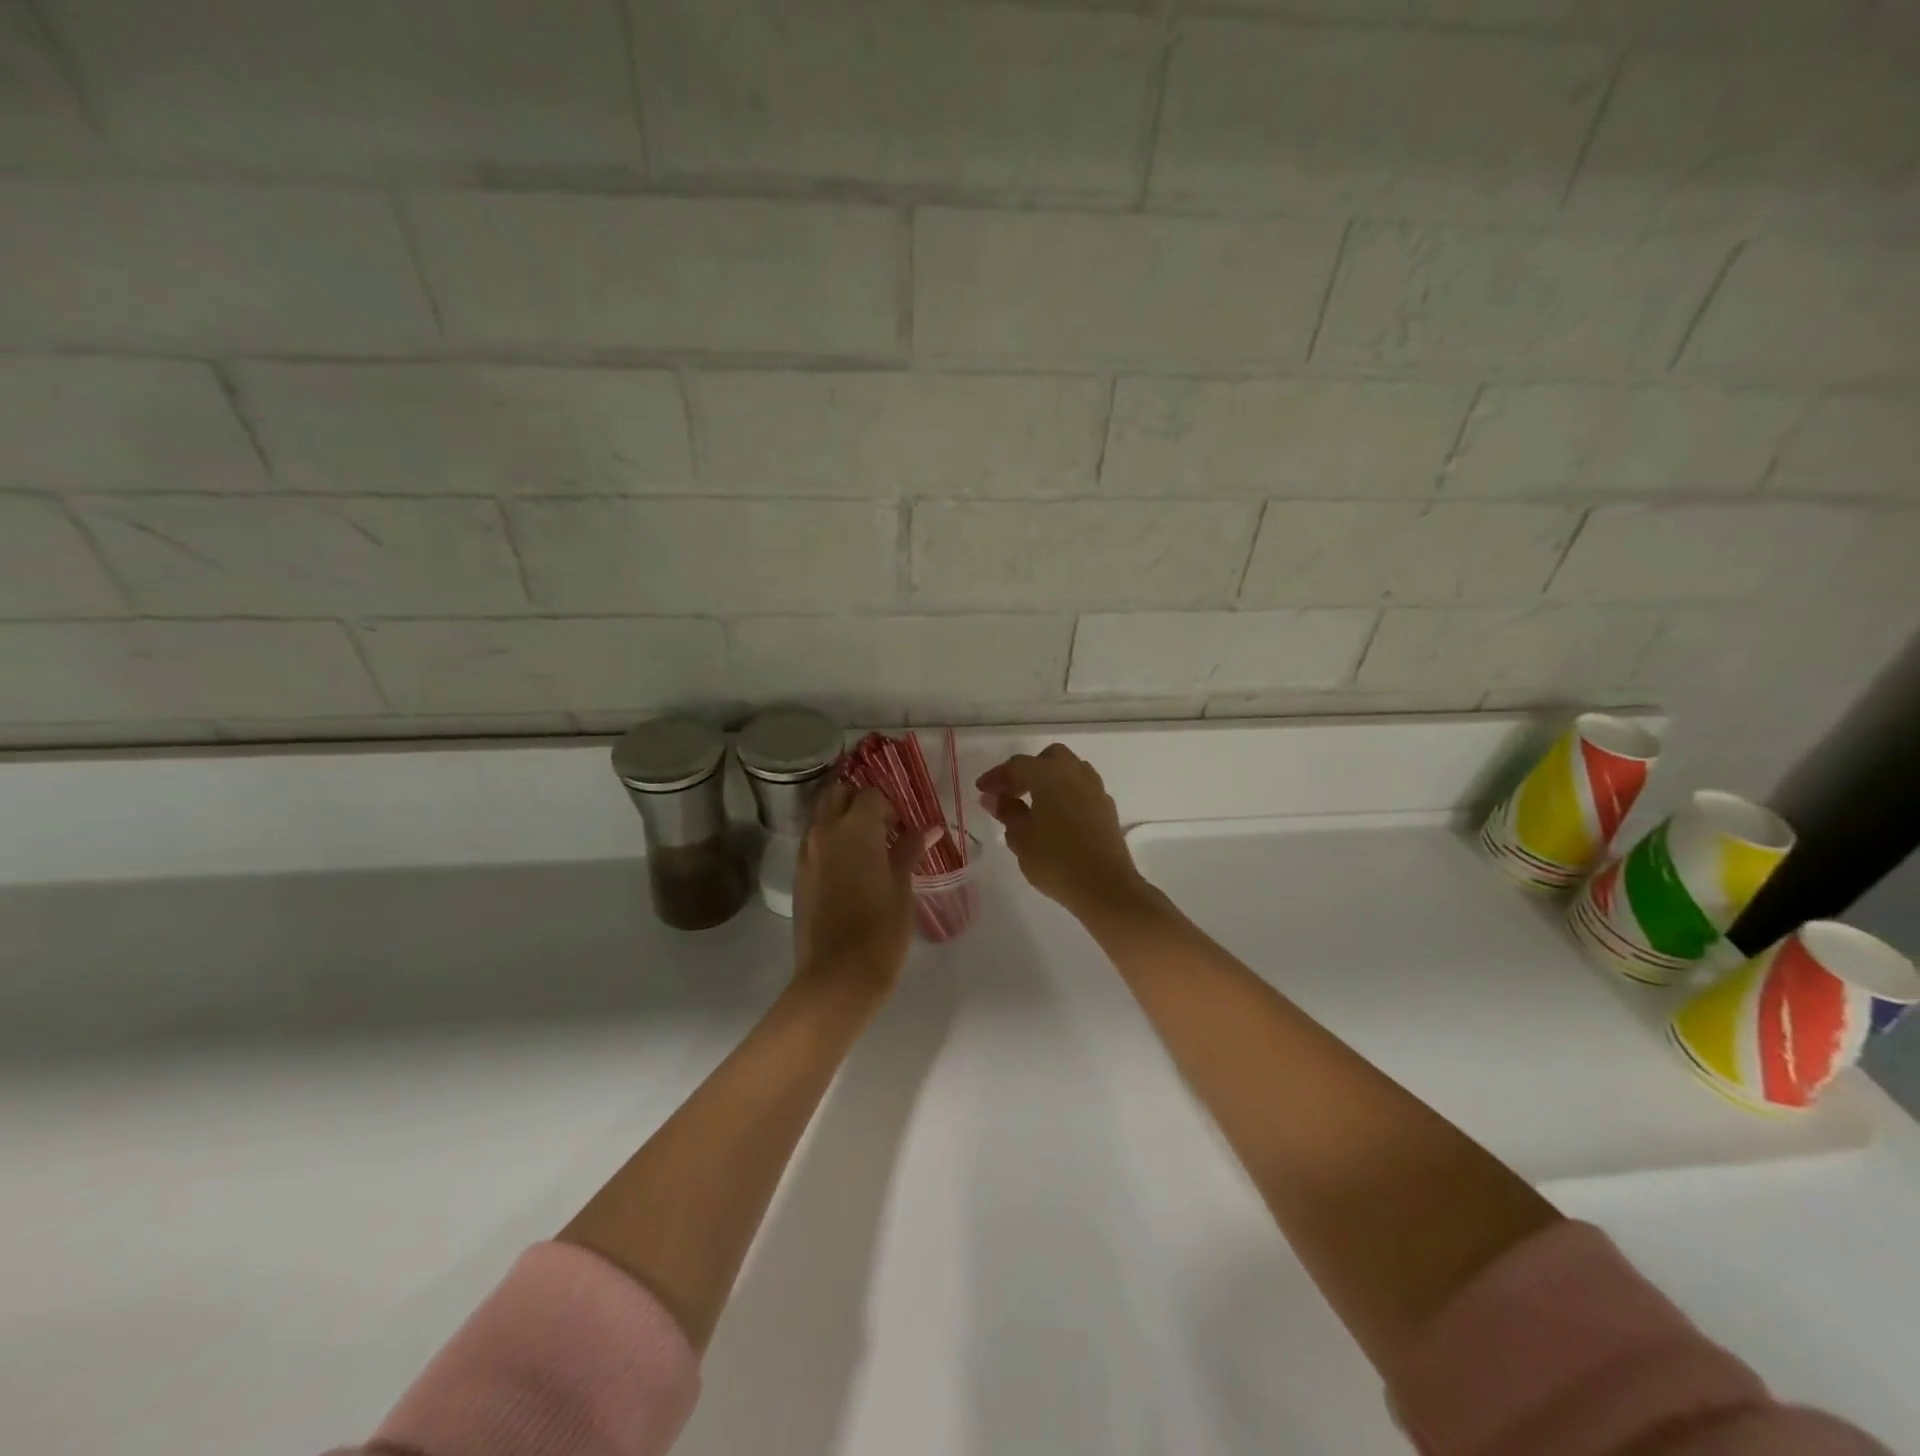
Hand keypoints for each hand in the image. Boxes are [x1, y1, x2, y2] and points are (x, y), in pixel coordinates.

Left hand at [792, 783, 927, 999]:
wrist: (837, 976)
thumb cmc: (881, 930)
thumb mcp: (902, 888)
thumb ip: (910, 851)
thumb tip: (929, 829)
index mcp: (856, 828)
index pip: (869, 793)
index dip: (888, 805)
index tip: (902, 826)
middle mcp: (825, 832)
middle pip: (836, 794)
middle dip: (857, 801)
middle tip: (880, 826)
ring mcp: (807, 854)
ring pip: (820, 817)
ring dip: (840, 820)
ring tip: (866, 848)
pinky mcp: (798, 876)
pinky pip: (813, 843)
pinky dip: (829, 842)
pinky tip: (849, 869)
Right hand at [976, 745, 1152, 921]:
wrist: (1105, 887)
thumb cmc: (1056, 860)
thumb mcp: (1021, 838)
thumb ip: (1007, 812)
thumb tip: (995, 798)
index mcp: (1050, 774)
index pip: (1017, 765)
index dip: (996, 776)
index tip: (981, 790)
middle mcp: (1075, 773)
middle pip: (1048, 759)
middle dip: (1027, 771)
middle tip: (1010, 793)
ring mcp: (1095, 790)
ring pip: (1069, 771)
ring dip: (1049, 781)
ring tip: (1032, 805)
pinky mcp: (1107, 809)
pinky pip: (1081, 790)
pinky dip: (1065, 795)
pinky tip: (1056, 818)